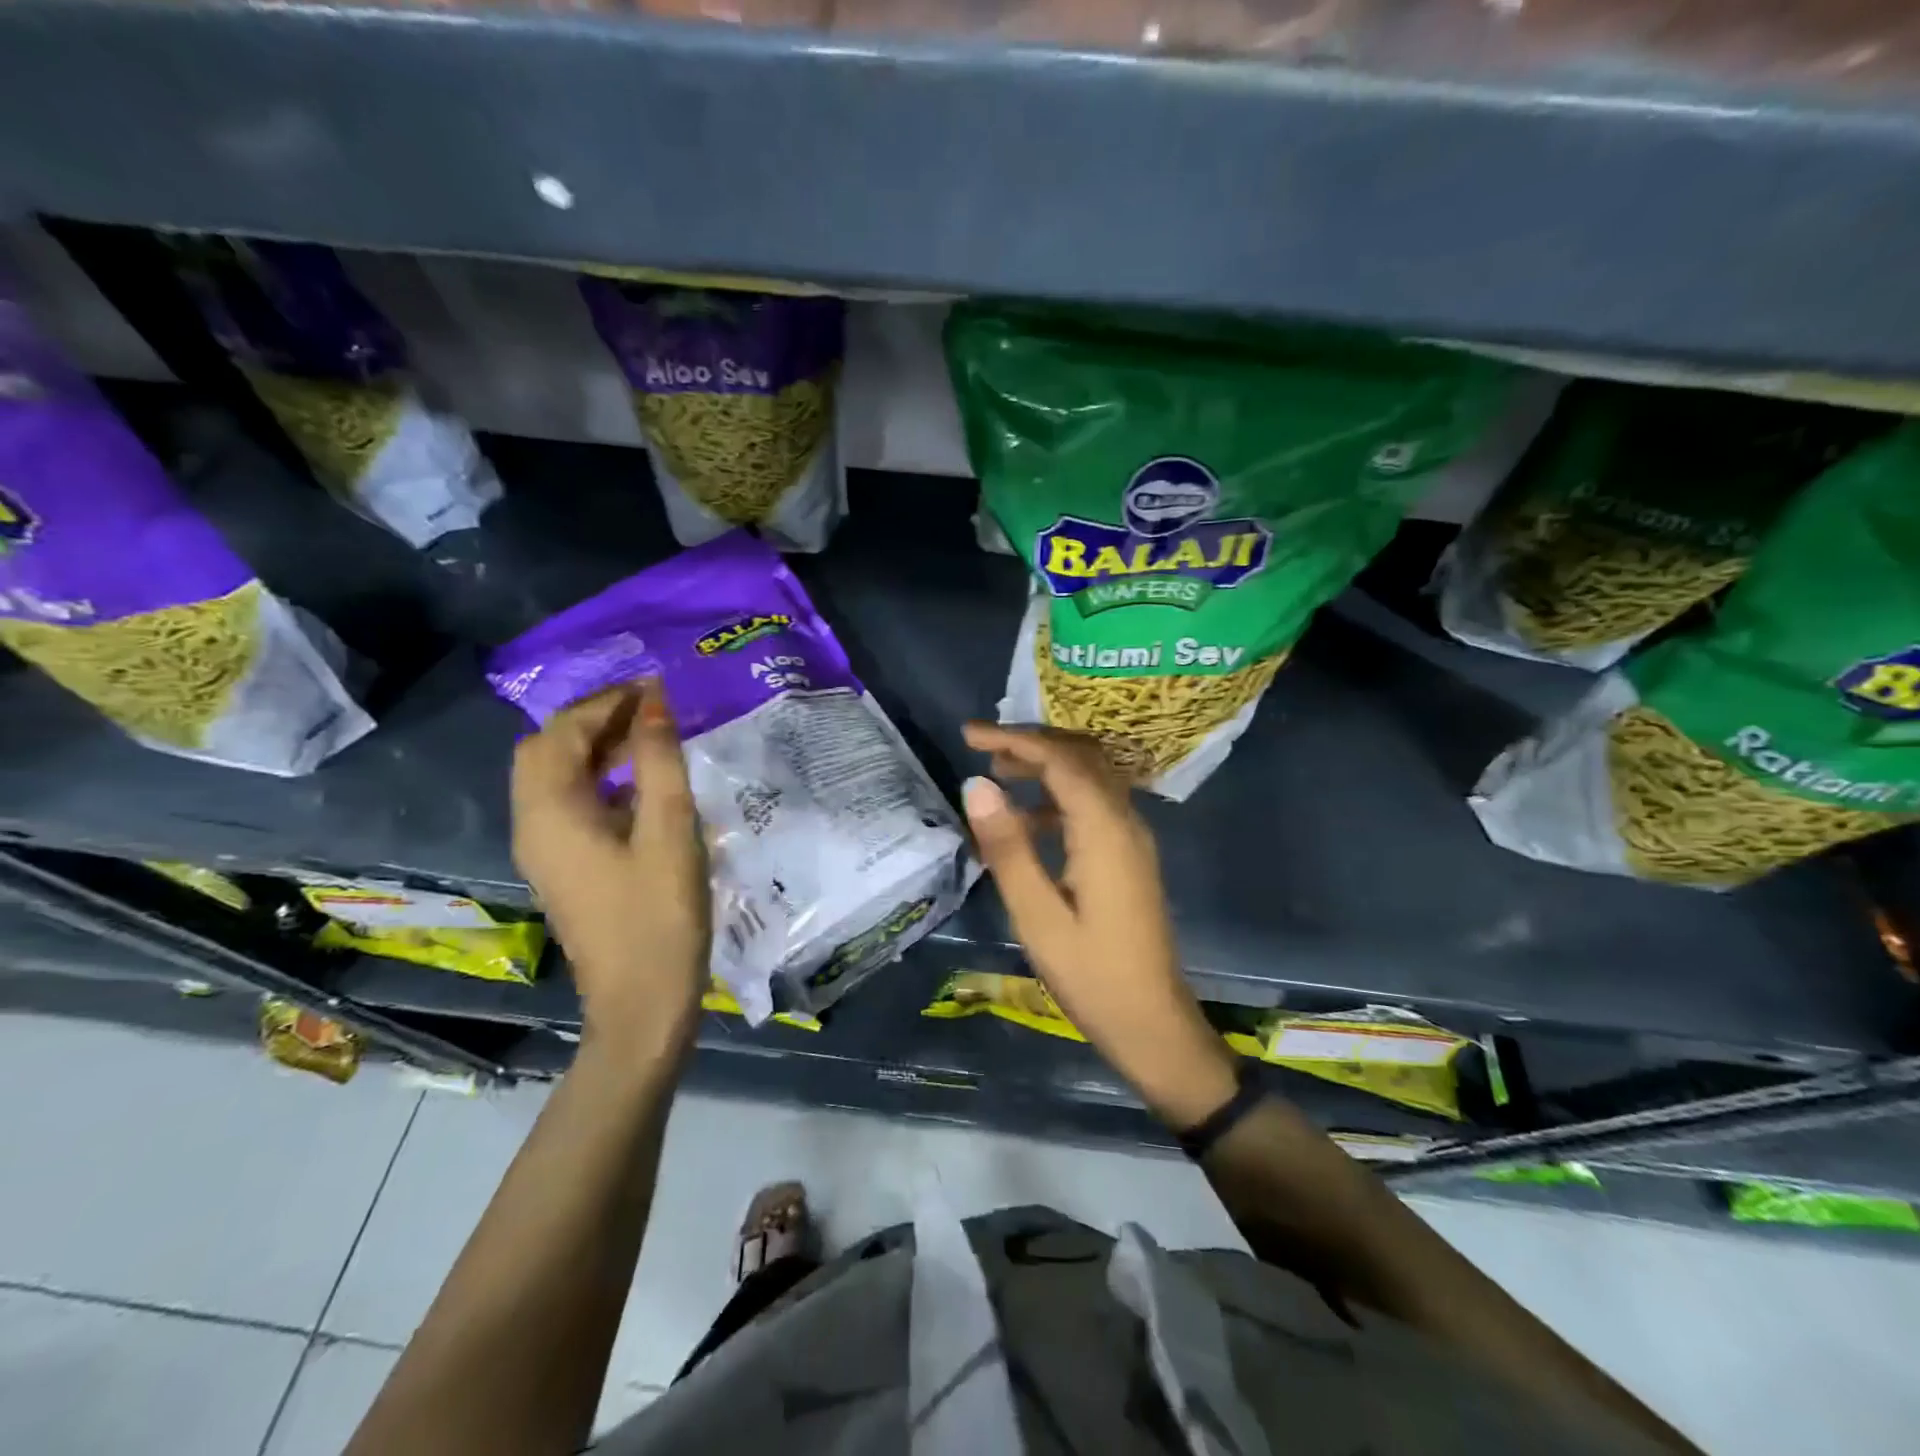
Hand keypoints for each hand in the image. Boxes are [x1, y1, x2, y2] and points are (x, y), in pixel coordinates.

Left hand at [511, 680, 709, 1053]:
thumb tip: (654, 701)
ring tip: (653, 738)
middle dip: (595, 720)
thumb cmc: (659, 916)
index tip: (657, 687)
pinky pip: (572, 804)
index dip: (606, 701)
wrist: (641, 1004)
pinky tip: (645, 786)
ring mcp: (545, 849)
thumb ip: (659, 760)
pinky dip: (601, 780)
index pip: (562, 731)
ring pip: (558, 777)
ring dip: (598, 748)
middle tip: (651, 710)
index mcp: (550, 812)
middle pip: (547, 750)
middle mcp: (533, 824)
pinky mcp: (565, 867)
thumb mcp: (669, 830)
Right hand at [961, 723, 1238, 1127]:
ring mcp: (1132, 839)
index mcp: (1105, 830)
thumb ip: (1008, 847)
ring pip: (1090, 778)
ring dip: (1046, 767)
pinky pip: (1094, 806)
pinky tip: (1028, 822)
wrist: (1153, 1024)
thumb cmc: (1091, 976)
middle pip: (1082, 757)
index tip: (969, 734)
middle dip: (1032, 742)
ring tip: (998, 774)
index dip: (1015, 738)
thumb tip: (976, 785)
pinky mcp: (1130, 857)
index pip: (1061, 759)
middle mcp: (1126, 822)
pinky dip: (1059, 797)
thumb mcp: (1037, 916)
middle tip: (982, 746)